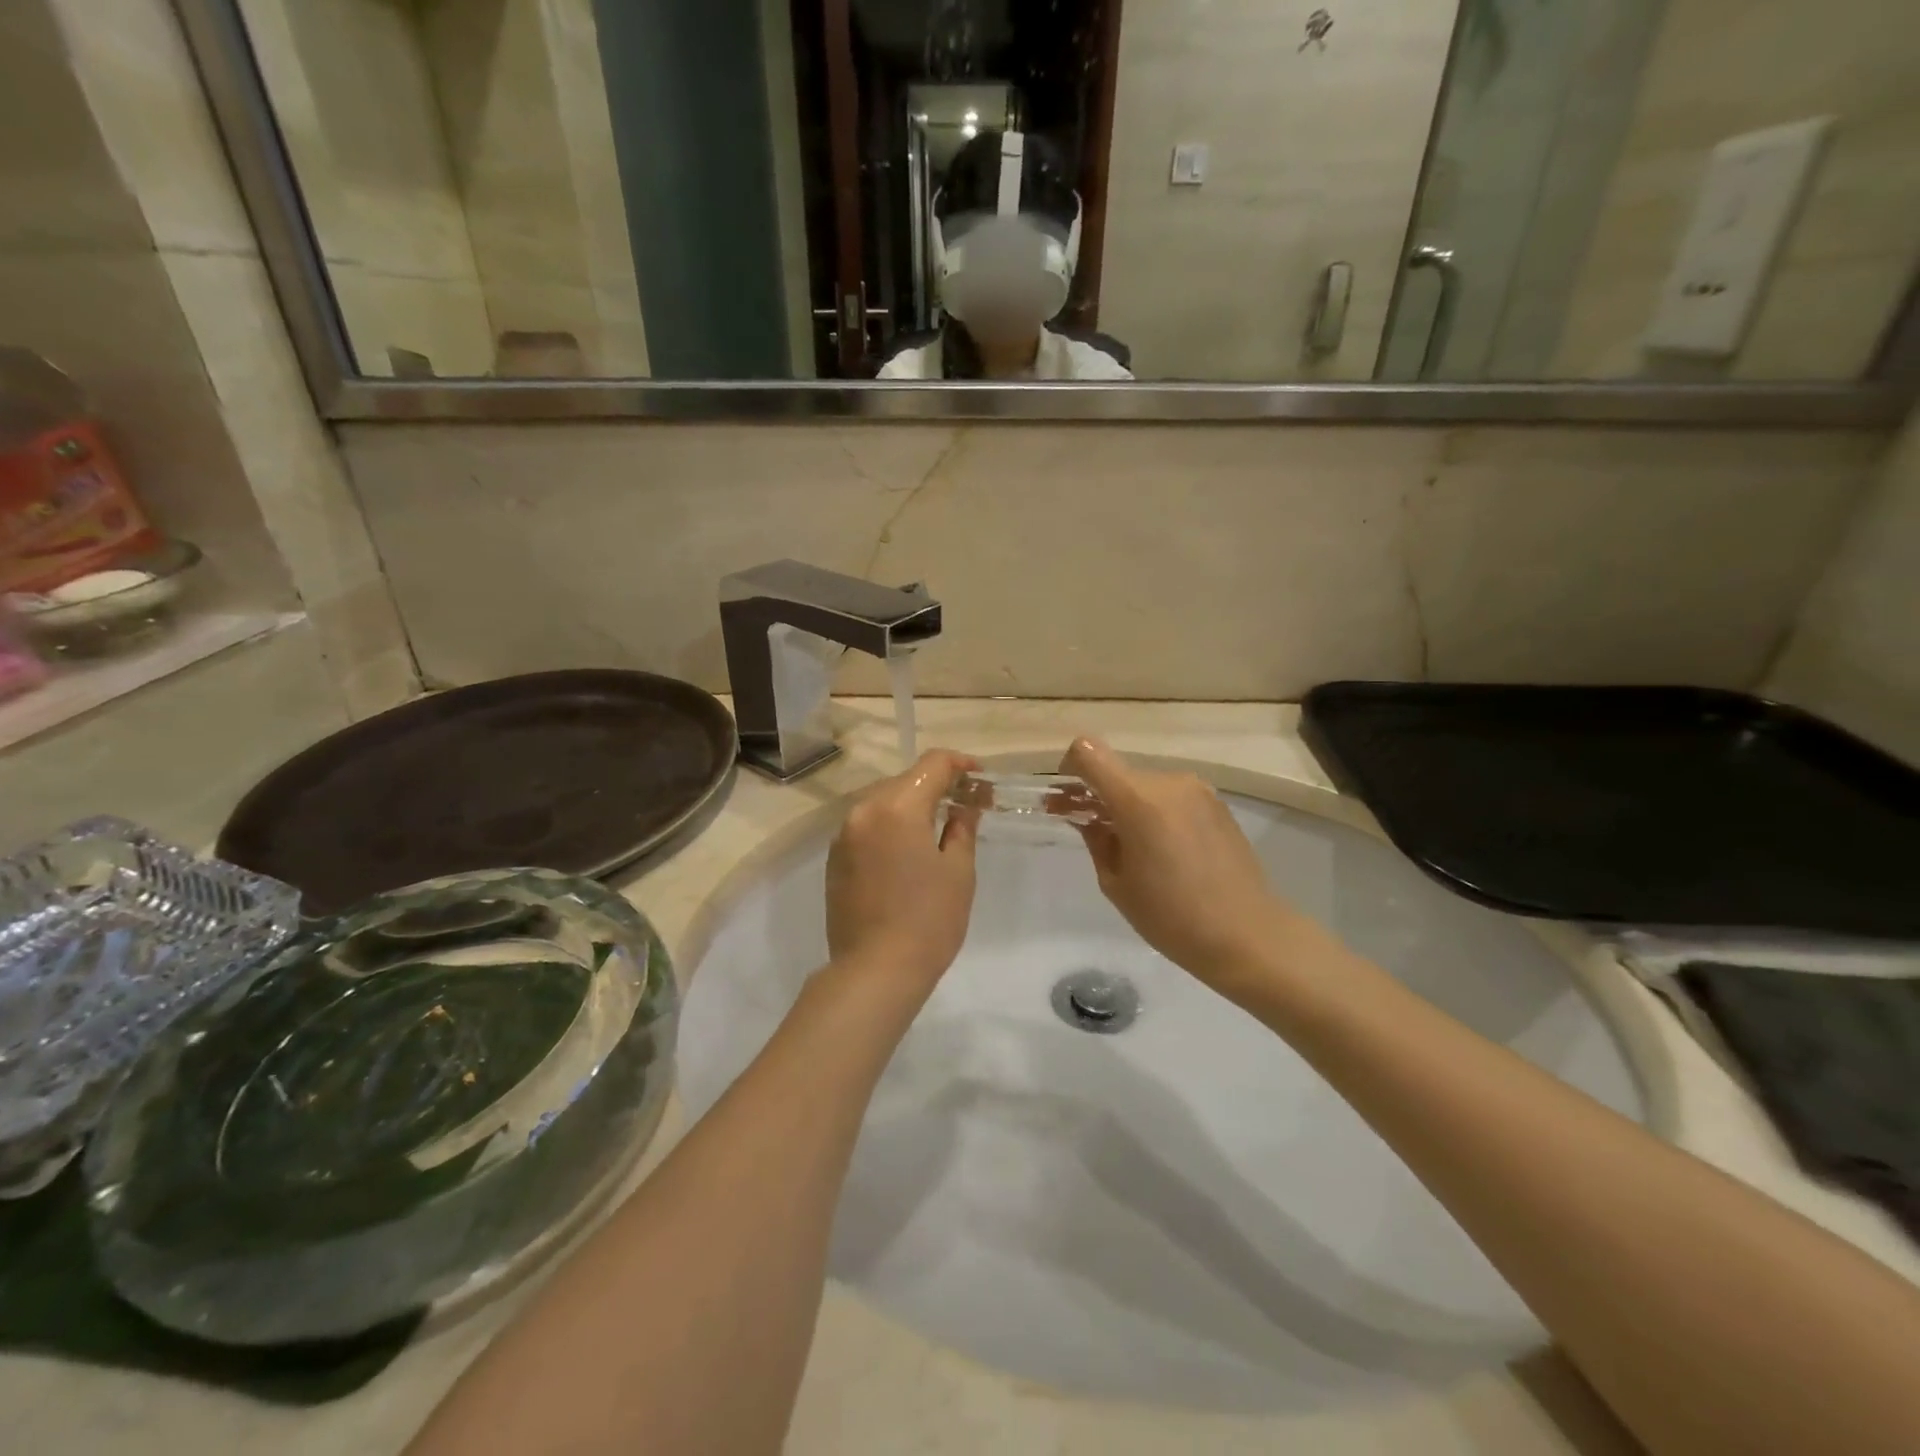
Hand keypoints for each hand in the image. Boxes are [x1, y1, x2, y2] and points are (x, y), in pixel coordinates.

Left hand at [826, 749, 981, 990]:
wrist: (875, 971)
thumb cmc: (929, 920)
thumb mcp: (958, 871)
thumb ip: (962, 828)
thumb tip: (964, 807)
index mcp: (897, 807)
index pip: (932, 765)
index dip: (960, 764)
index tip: (979, 777)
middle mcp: (864, 811)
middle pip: (904, 780)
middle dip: (935, 786)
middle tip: (964, 804)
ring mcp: (844, 835)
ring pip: (882, 802)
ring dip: (910, 805)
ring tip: (936, 827)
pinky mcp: (834, 858)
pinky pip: (867, 826)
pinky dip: (889, 826)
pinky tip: (906, 850)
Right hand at [1062, 737, 1302, 995]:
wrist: (1246, 935)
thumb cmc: (1171, 917)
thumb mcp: (1116, 883)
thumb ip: (1096, 839)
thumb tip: (1088, 818)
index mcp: (1138, 799)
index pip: (1089, 752)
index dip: (1070, 768)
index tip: (1067, 798)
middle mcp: (1169, 782)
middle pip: (1118, 772)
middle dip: (1099, 795)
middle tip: (1090, 829)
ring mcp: (1198, 789)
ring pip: (1145, 785)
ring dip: (1130, 804)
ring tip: (1133, 847)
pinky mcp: (1217, 803)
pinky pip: (1172, 796)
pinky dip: (1157, 811)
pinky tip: (1165, 849)